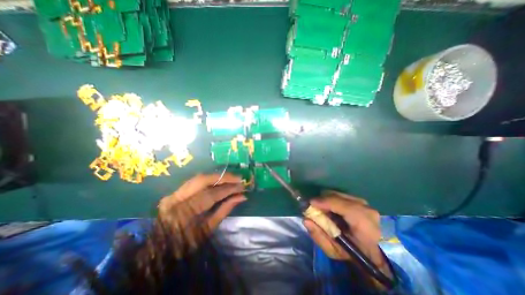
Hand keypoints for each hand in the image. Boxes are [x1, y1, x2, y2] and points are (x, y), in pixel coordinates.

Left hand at [158, 174, 246, 252]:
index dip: (228, 189)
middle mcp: (176, 199)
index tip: (242, 186)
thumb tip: (241, 197)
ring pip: (198, 178)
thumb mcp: (208, 229)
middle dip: (223, 177)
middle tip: (238, 178)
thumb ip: (225, 209)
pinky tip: (219, 180)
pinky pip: (194, 181)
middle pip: (203, 180)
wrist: (160, 250)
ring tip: (231, 178)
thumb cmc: (186, 245)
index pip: (211, 195)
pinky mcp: (174, 192)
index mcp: (184, 214)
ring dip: (217, 176)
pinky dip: (209, 179)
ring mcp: (173, 194)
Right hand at [306, 191, 386, 273]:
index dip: (323, 202)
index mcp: (362, 222)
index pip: (340, 205)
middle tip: (314, 207)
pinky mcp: (361, 201)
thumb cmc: (353, 254)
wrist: (373, 254)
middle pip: (337, 196)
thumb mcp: (333, 251)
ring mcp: (364, 203)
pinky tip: (331, 209)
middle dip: (323, 200)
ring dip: (327, 199)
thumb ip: (319, 236)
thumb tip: (306, 220)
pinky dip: (333, 199)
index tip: (310, 203)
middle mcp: (365, 208)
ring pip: (338, 194)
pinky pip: (341, 195)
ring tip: (323, 209)